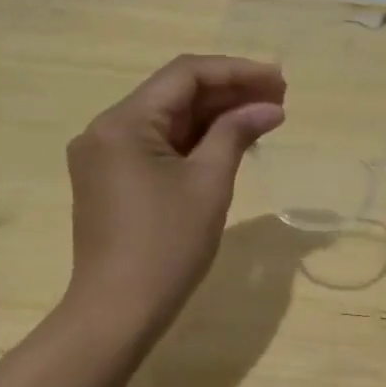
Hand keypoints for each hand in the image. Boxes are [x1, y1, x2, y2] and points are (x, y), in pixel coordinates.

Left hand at [65, 55, 285, 325]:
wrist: (116, 314)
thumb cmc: (166, 246)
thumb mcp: (208, 183)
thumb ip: (236, 133)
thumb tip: (269, 107)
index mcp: (123, 123)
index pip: (185, 75)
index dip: (236, 71)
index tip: (279, 80)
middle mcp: (106, 129)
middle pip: (175, 94)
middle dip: (229, 92)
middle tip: (280, 97)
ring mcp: (105, 155)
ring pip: (168, 119)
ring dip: (215, 115)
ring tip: (265, 115)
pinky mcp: (111, 179)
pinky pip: (159, 145)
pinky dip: (196, 140)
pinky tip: (232, 140)